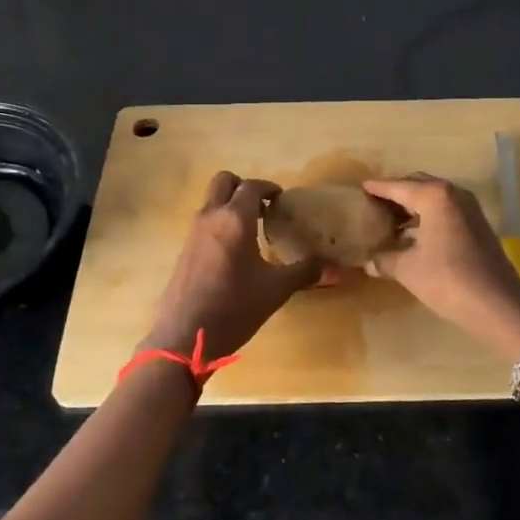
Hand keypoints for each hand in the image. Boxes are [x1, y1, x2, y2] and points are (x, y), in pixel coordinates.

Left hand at [144, 172, 324, 360]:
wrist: (185, 337)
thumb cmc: (234, 308)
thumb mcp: (275, 290)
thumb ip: (305, 272)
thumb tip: (335, 268)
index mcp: (235, 219)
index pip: (252, 187)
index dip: (269, 188)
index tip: (282, 200)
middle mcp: (211, 217)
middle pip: (224, 181)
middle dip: (244, 187)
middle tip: (263, 208)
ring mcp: (193, 233)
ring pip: (211, 201)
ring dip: (230, 205)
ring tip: (253, 231)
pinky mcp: (184, 250)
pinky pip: (204, 222)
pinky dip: (220, 224)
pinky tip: (235, 253)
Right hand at [363, 174, 519, 353]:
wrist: (499, 306)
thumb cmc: (448, 280)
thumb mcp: (408, 269)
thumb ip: (384, 260)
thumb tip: (367, 261)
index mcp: (434, 196)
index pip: (398, 186)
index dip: (377, 188)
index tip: (360, 187)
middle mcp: (453, 194)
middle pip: (417, 186)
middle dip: (395, 195)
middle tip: (373, 205)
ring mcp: (469, 209)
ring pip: (433, 199)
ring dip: (412, 208)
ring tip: (388, 222)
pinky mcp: (477, 225)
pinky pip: (445, 212)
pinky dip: (427, 218)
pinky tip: (412, 237)